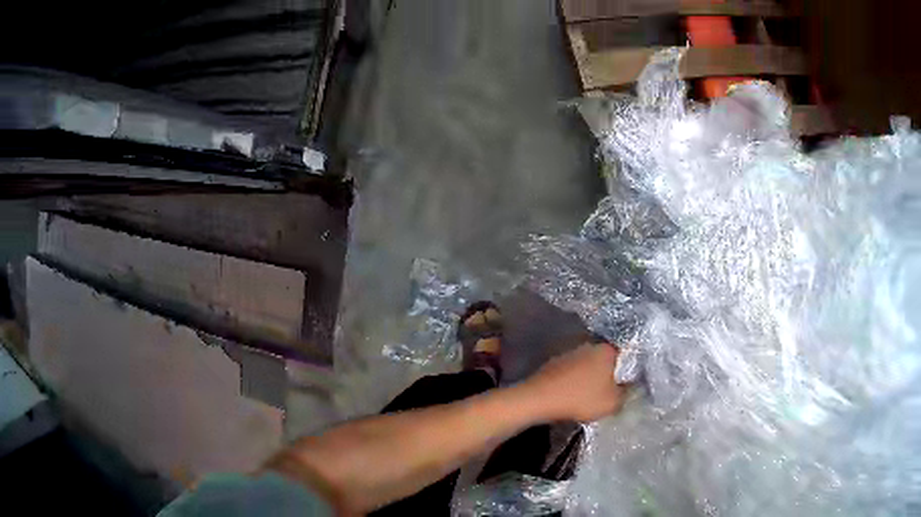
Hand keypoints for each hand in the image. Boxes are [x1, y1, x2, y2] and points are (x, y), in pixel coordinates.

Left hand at [523, 343, 627, 422]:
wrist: (539, 398)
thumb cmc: (581, 398)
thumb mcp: (613, 402)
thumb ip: (626, 393)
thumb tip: (629, 386)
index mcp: (607, 350)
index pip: (625, 356)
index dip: (628, 371)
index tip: (628, 385)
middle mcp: (589, 345)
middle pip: (606, 360)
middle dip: (609, 374)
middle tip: (610, 392)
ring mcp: (570, 352)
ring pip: (588, 365)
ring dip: (590, 378)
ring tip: (591, 396)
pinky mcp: (554, 363)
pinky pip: (572, 372)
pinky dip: (574, 381)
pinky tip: (573, 394)